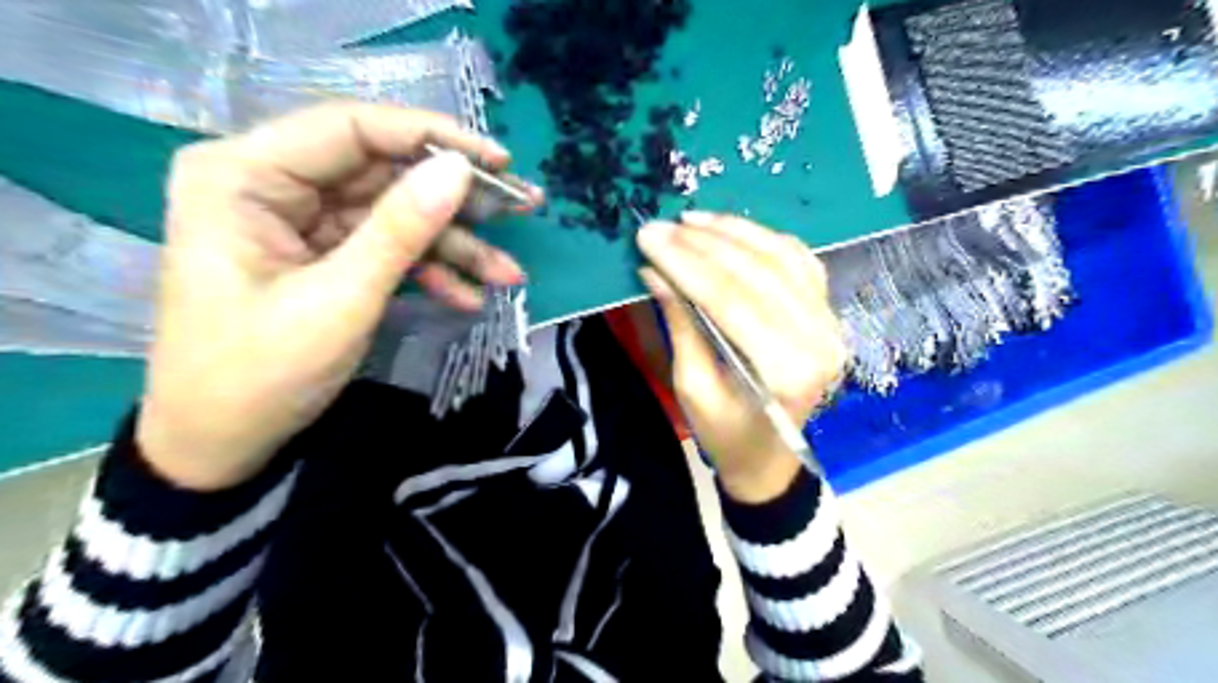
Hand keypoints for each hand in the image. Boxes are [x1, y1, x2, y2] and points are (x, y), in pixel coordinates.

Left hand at [140, 101, 533, 489]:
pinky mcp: (324, 256)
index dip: (432, 136)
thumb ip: (401, 230)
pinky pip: (387, 249)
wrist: (222, 446)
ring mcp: (301, 223)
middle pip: (382, 171)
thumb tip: (459, 169)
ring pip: (395, 214)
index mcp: (245, 175)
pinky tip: (469, 297)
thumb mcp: (341, 300)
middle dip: (455, 198)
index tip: (498, 162)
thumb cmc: (260, 374)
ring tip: (508, 273)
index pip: (352, 129)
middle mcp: (271, 184)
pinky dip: (429, 271)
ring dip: (454, 245)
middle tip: (521, 208)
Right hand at [640, 210, 847, 504]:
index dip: (685, 264)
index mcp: (786, 370)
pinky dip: (762, 238)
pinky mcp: (826, 311)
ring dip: (732, 231)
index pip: (730, 299)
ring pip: (780, 256)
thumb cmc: (726, 433)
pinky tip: (730, 230)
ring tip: (690, 220)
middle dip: (702, 243)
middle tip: (660, 227)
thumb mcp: (692, 386)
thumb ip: (680, 323)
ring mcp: (829, 321)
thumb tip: (654, 269)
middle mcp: (818, 339)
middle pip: (757, 272)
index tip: (647, 238)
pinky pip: (797, 259)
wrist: (770, 455)